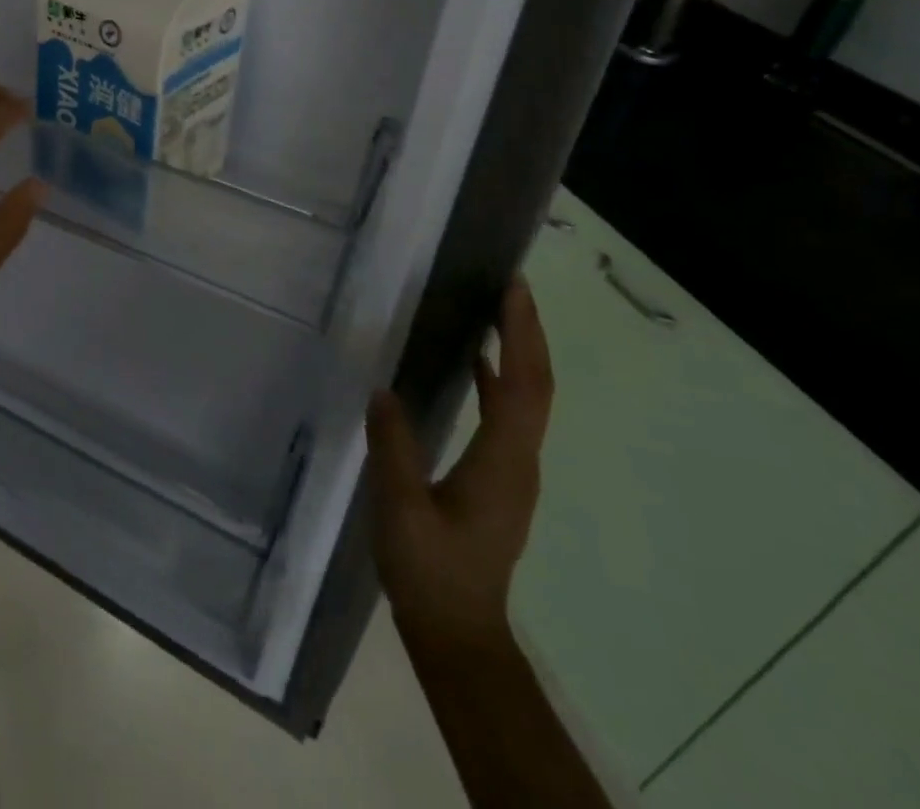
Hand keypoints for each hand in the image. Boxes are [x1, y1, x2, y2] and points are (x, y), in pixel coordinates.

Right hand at [367, 277, 553, 656]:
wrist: (458, 633)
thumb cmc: (431, 571)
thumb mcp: (401, 509)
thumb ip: (394, 448)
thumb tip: (384, 390)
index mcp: (502, 461)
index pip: (521, 384)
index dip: (521, 334)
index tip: (514, 289)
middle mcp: (519, 460)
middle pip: (535, 385)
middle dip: (527, 332)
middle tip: (511, 285)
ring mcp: (513, 471)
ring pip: (526, 398)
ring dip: (518, 351)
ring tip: (496, 311)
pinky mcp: (499, 478)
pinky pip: (508, 413)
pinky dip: (499, 379)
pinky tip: (474, 364)